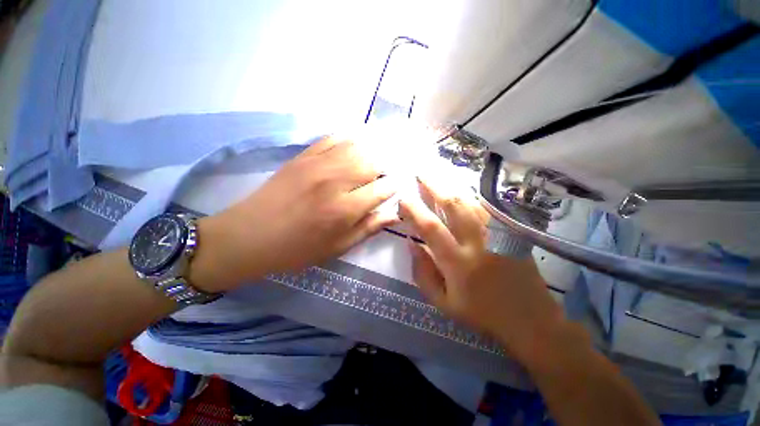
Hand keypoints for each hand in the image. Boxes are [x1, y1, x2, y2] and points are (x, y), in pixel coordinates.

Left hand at [192, 138, 398, 291]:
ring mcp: (318, 164)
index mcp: (345, 209)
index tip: (395, 190)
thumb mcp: (338, 247)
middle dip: (385, 169)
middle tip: (384, 177)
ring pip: (356, 147)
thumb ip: (369, 228)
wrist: (250, 236)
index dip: (394, 188)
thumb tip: (395, 215)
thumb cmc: (299, 248)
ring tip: (372, 162)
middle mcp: (335, 181)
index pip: (383, 189)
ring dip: (371, 153)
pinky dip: (348, 139)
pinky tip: (353, 146)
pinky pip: (333, 138)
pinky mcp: (303, 156)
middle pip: (373, 163)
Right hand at [398, 177, 564, 363]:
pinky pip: (487, 206)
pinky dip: (471, 194)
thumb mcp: (443, 303)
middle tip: (420, 173)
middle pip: (453, 205)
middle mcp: (477, 243)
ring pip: (471, 200)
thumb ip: (422, 273)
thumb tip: (410, 243)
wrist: (531, 319)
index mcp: (458, 263)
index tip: (403, 199)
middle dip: (434, 185)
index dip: (414, 210)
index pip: (430, 228)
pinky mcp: (510, 232)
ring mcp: (497, 234)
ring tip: (437, 174)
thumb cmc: (481, 313)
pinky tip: (461, 187)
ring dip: (451, 185)